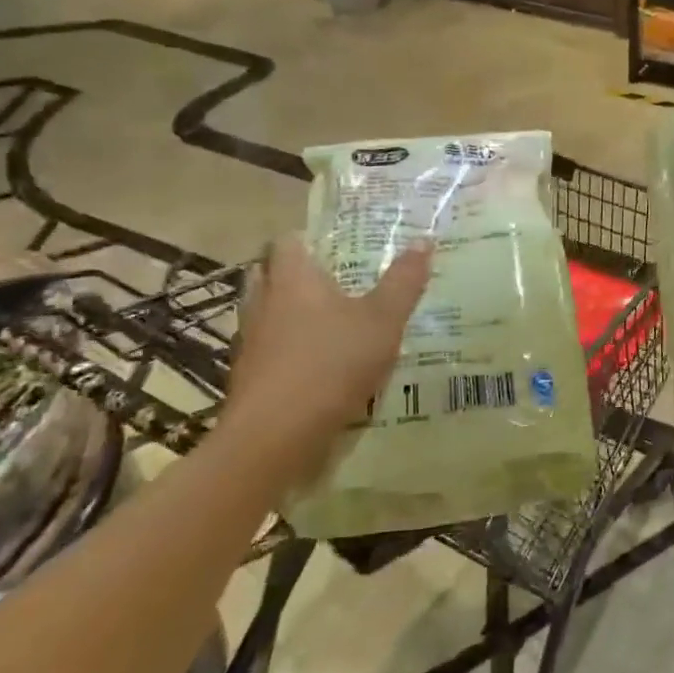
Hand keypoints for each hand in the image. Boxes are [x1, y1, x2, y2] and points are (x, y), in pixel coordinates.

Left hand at [225, 237, 431, 486]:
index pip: (289, 239)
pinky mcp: (250, 375)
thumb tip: (423, 239)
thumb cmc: (331, 363)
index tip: (340, 244)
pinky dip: (291, 348)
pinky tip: (322, 363)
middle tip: (340, 279)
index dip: (311, 237)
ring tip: (335, 321)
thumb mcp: (383, 320)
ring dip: (294, 312)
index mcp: (293, 278)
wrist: (275, 436)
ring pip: (270, 312)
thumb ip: (404, 281)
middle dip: (301, 273)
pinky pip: (271, 347)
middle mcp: (264, 302)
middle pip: (273, 273)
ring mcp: (252, 340)